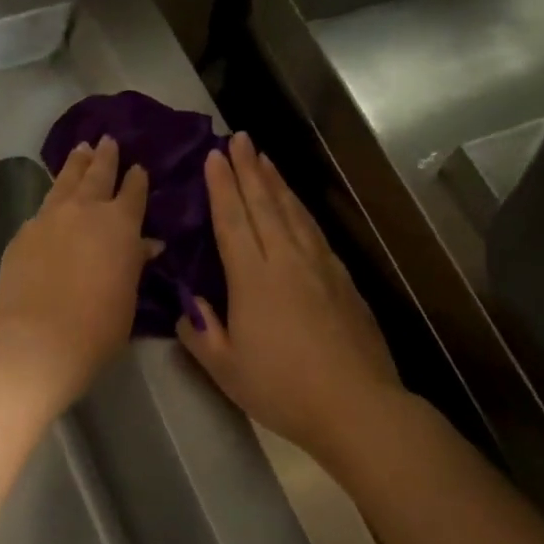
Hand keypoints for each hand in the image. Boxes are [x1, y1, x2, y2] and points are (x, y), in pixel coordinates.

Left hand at [0, 137, 158, 409]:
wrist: (42, 338)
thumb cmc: (100, 325)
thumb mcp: (128, 294)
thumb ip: (134, 262)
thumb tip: (146, 244)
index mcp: (120, 225)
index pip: (133, 193)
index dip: (136, 180)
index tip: (138, 168)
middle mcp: (84, 211)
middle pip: (97, 175)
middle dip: (104, 157)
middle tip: (106, 140)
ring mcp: (48, 219)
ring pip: (65, 182)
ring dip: (75, 165)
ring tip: (80, 149)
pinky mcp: (22, 234)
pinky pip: (41, 210)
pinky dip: (51, 201)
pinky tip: (50, 203)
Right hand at [177, 132, 400, 463]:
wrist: (355, 404)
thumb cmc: (281, 389)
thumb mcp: (225, 368)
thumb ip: (201, 333)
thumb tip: (188, 308)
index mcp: (253, 278)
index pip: (233, 220)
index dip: (222, 187)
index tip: (214, 156)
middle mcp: (287, 261)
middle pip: (265, 205)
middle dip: (249, 169)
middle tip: (239, 139)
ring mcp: (320, 267)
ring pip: (294, 213)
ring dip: (276, 182)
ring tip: (265, 158)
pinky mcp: (343, 280)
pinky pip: (315, 232)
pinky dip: (301, 210)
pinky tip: (297, 206)